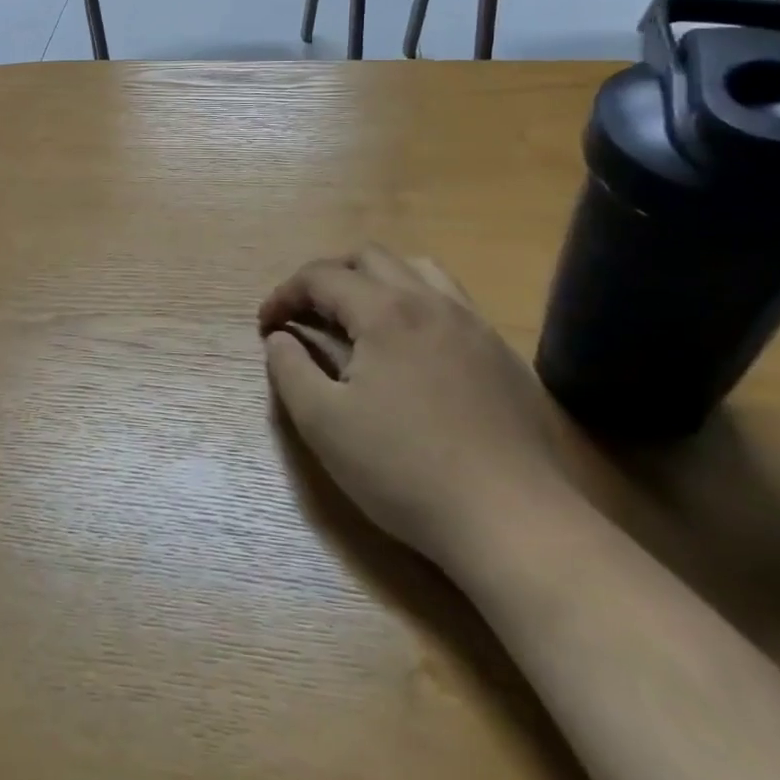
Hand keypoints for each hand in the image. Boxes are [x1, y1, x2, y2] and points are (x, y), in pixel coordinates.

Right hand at [258, 246, 566, 568]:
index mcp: (385, 312)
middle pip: (370, 258)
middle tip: (308, 313)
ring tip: (360, 318)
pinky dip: (417, 304)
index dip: (284, 294)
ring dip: (378, 281)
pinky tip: (413, 349)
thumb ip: (289, 370)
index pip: (322, 276)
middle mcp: (432, 302)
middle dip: (328, 277)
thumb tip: (280, 338)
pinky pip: (452, 303)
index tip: (266, 325)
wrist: (512, 522)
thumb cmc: (404, 470)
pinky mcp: (502, 354)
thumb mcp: (323, 423)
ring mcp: (474, 325)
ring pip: (419, 270)